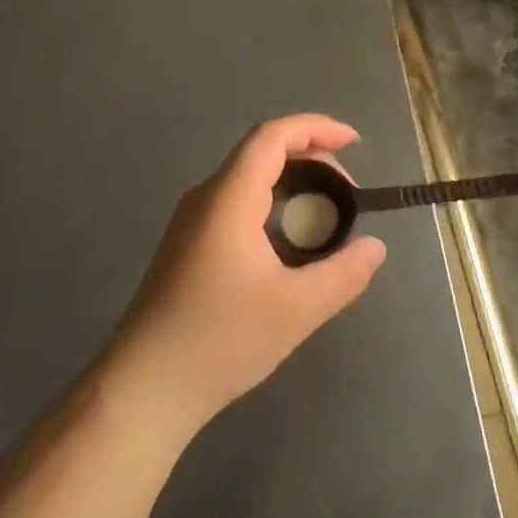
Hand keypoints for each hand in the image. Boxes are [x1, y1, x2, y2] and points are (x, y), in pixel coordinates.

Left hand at [105, 115, 387, 437]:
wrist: (142, 389)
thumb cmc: (219, 341)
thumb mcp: (296, 310)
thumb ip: (343, 274)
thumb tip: (375, 248)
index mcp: (228, 198)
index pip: (272, 136)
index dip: (316, 128)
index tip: (354, 142)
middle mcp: (206, 197)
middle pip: (261, 152)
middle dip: (310, 158)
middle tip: (346, 194)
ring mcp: (191, 221)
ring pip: (248, 179)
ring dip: (291, 183)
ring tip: (325, 217)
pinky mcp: (187, 245)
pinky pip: (237, 204)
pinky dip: (272, 205)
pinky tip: (289, 244)